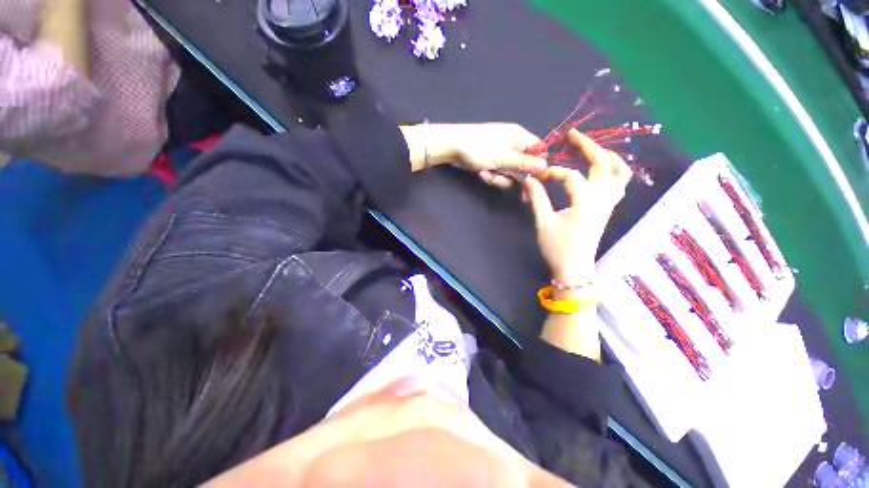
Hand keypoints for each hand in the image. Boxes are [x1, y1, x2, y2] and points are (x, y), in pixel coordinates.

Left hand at [401, 123, 546, 187]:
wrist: (451, 145)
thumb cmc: (477, 148)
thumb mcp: (502, 158)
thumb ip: (523, 164)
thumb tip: (546, 167)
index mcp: (520, 137)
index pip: (538, 152)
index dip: (537, 167)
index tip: (534, 181)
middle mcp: (513, 144)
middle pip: (524, 165)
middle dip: (513, 176)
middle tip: (502, 180)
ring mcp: (501, 153)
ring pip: (510, 172)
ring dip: (500, 178)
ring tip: (487, 175)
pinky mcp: (491, 160)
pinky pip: (498, 172)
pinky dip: (491, 175)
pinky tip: (482, 174)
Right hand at [522, 130, 630, 284]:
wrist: (574, 268)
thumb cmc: (557, 248)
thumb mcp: (543, 222)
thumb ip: (537, 198)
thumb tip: (530, 179)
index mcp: (585, 202)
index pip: (570, 176)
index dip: (552, 173)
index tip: (538, 178)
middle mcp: (602, 198)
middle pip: (604, 162)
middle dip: (588, 145)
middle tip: (572, 135)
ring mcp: (609, 203)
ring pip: (620, 171)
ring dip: (607, 156)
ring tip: (592, 148)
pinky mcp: (608, 208)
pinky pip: (619, 183)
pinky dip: (613, 171)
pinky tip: (600, 170)